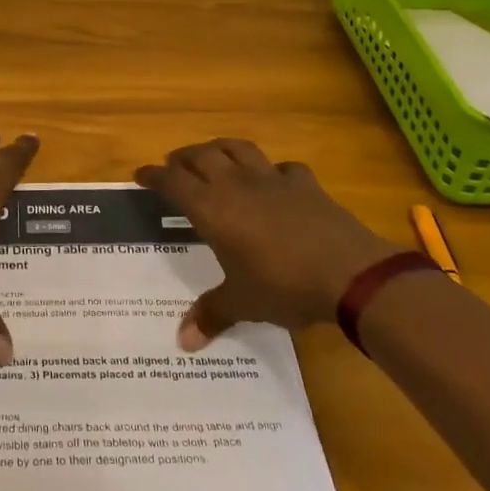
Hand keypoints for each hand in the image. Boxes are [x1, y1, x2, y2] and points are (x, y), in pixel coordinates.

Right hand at [135, 139, 393, 349]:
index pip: (173, 181)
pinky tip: (274, 179)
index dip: (154, 175)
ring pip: (237, 148)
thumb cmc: (283, 286)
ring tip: (213, 156)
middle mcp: (236, 185)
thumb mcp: (243, 303)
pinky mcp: (304, 183)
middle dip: (183, 157)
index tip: (141, 174)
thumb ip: (211, 314)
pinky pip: (282, 167)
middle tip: (174, 165)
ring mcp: (272, 179)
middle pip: (201, 155)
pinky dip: (272, 170)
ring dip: (219, 148)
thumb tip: (182, 342)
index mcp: (212, 209)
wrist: (348, 273)